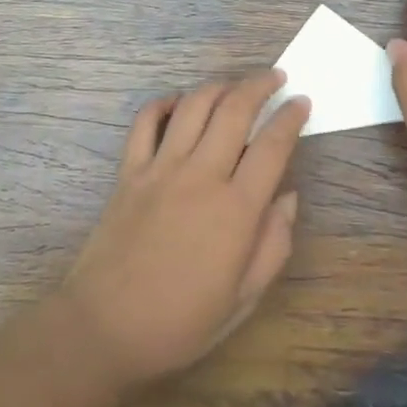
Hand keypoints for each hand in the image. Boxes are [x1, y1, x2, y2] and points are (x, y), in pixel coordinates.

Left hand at [59, 71, 308, 391]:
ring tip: (235, 85)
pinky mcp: (129, 171)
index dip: (291, 116)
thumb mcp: (244, 299)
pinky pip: (147, 121)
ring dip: (219, 86)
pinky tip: (180, 103)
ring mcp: (161, 169)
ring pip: (194, 105)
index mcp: (236, 209)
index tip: (301, 101)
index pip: (273, 145)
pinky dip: (165, 103)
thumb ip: (273, 244)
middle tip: (274, 77)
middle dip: (260, 85)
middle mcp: (202, 176)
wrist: (104, 329)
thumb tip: (288, 197)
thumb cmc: (181, 322)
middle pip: (235, 110)